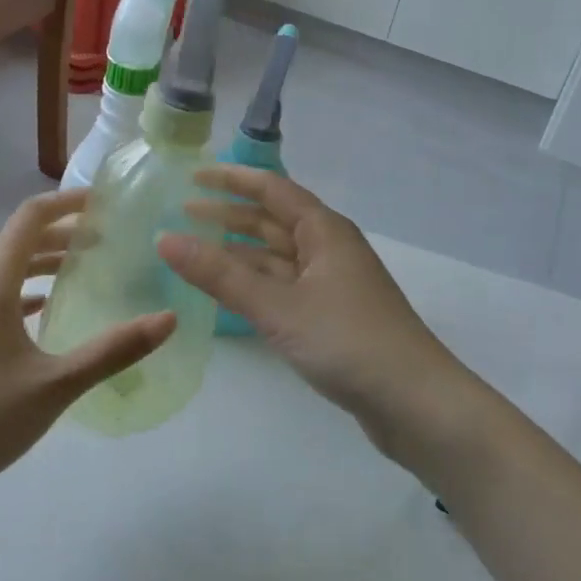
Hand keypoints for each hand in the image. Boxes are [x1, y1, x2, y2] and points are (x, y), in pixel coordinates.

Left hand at [0, 189, 173, 480]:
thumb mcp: (57, 384)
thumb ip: (114, 350)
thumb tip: (168, 320)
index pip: (30, 218)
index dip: (66, 202)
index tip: (102, 202)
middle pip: (20, 240)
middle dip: (63, 232)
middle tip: (105, 238)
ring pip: (8, 269)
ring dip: (44, 261)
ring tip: (83, 267)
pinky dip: (27, 289)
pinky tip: (47, 308)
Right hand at [158, 167, 474, 452]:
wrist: (416, 404)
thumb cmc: (348, 341)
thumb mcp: (277, 306)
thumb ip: (220, 274)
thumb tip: (164, 239)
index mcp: (324, 230)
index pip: (271, 189)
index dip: (232, 179)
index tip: (192, 176)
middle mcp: (328, 248)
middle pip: (271, 220)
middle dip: (228, 215)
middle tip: (182, 214)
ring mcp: (331, 283)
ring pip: (276, 255)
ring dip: (238, 251)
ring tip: (195, 250)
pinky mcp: (331, 316)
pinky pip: (283, 285)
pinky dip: (254, 282)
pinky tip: (229, 292)